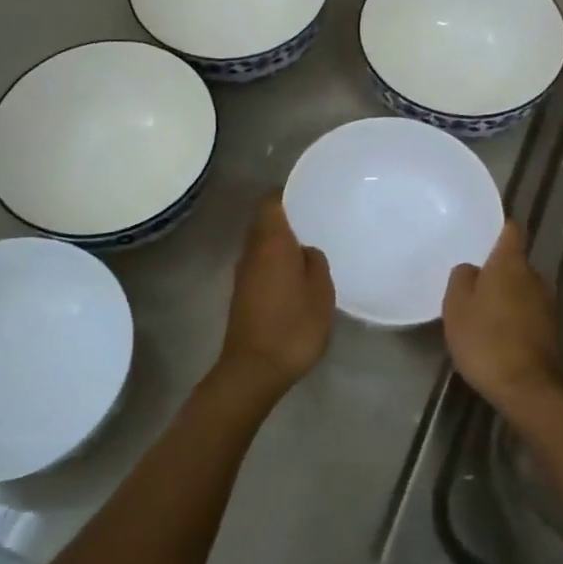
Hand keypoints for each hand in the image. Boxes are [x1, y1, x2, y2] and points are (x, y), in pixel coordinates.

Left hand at [212, 193, 334, 406]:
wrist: (254, 369)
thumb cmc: (293, 326)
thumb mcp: (320, 293)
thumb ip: (315, 263)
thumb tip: (305, 251)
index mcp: (271, 242)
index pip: (271, 202)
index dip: (287, 193)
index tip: (308, 193)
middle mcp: (251, 251)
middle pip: (264, 222)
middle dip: (286, 217)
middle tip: (315, 217)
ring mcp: (243, 274)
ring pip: (261, 244)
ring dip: (281, 242)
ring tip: (309, 245)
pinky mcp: (242, 294)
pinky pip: (260, 265)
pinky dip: (276, 262)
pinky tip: (296, 274)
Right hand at [443, 222, 562, 420]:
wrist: (526, 387)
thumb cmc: (485, 339)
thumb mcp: (456, 306)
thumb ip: (462, 278)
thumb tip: (472, 269)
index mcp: (511, 264)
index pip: (511, 231)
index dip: (498, 228)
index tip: (483, 232)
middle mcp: (535, 277)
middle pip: (515, 262)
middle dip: (496, 269)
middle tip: (471, 281)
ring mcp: (547, 304)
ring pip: (521, 288)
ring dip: (505, 295)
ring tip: (480, 310)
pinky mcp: (550, 330)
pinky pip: (527, 311)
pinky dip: (513, 315)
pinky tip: (495, 332)